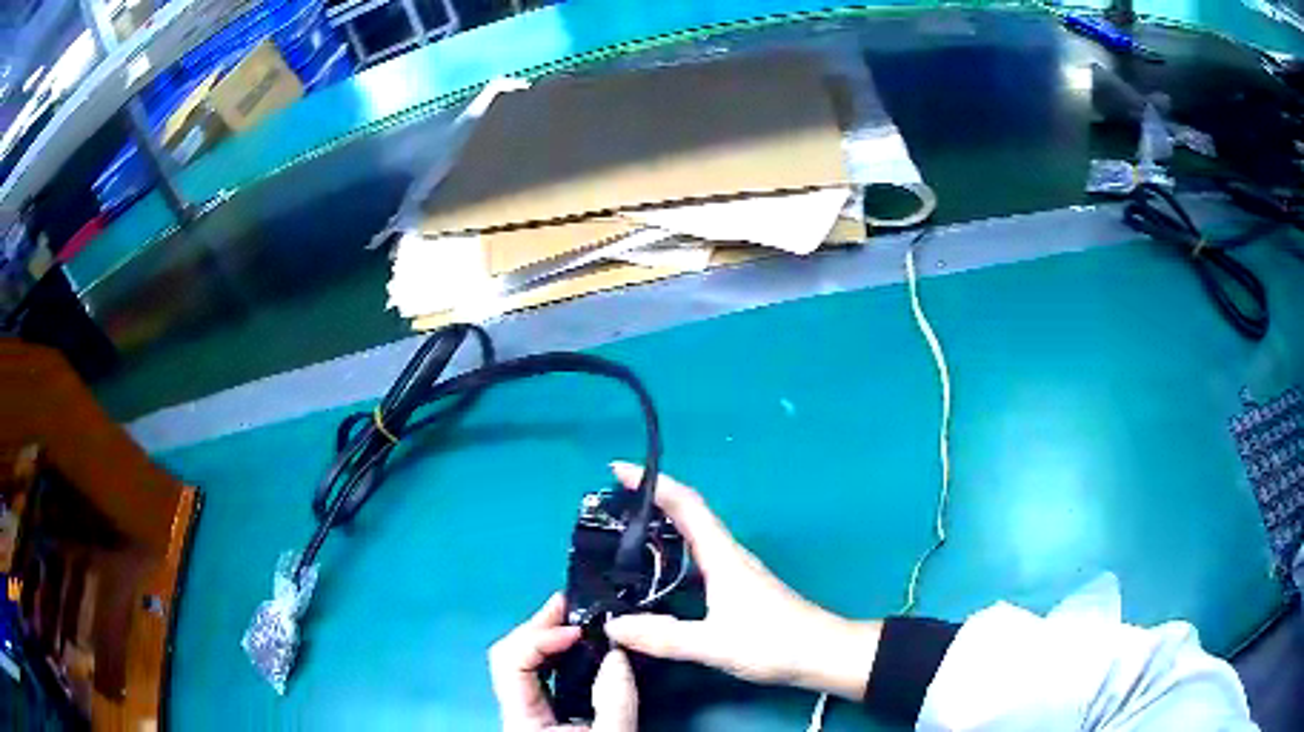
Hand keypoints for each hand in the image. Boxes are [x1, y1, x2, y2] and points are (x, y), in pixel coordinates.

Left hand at [490, 593, 638, 730]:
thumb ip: (615, 699)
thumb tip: (617, 653)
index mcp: (521, 716)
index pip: (510, 660)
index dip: (540, 637)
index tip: (578, 630)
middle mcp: (514, 707)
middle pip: (510, 652)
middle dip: (539, 625)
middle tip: (571, 602)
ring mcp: (525, 707)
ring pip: (521, 659)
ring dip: (546, 634)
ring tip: (574, 615)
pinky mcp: (541, 710)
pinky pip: (537, 671)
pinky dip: (554, 650)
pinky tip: (575, 643)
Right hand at [604, 463, 880, 700]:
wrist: (822, 654)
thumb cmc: (773, 642)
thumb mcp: (713, 643)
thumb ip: (663, 637)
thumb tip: (612, 625)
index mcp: (722, 556)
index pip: (686, 505)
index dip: (653, 483)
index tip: (618, 470)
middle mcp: (728, 556)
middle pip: (688, 515)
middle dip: (651, 502)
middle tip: (610, 506)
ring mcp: (736, 572)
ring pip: (694, 539)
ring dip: (662, 530)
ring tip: (624, 540)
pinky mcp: (739, 590)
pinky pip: (698, 562)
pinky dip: (673, 559)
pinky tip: (658, 581)